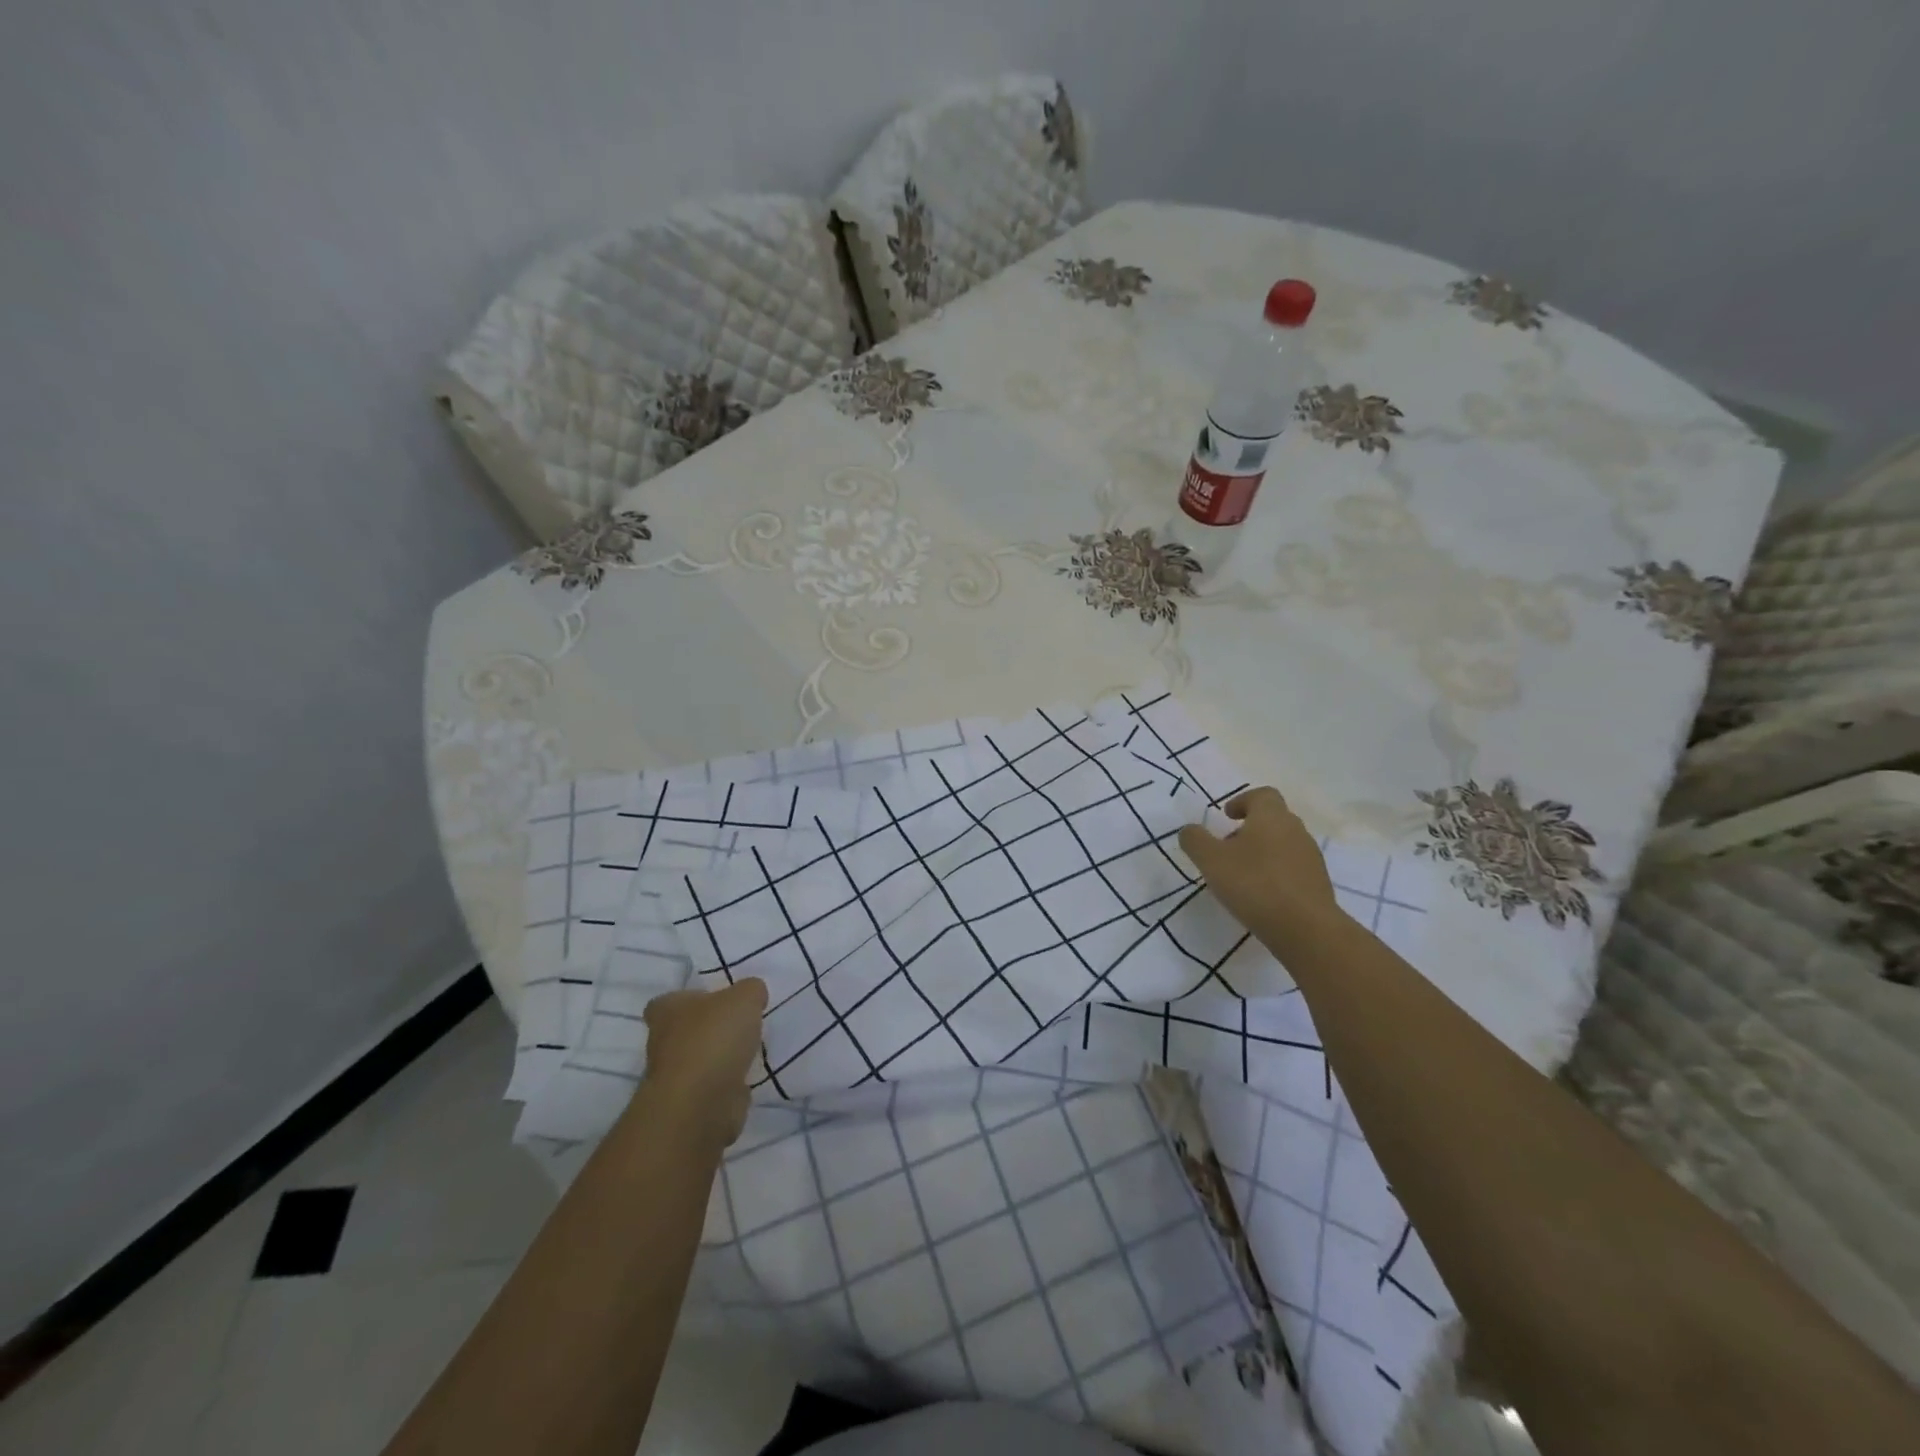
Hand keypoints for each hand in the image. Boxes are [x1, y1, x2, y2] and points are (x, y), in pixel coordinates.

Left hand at [639, 977, 766, 1149]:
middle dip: (707, 1030)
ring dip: (717, 1059)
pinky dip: (725, 1085)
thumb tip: (752, 994)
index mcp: (667, 1010)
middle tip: (739, 1025)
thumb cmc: (714, 1039)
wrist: (700, 1103)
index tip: (713, 1002)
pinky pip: (710, 1088)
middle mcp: (662, 1042)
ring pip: (697, 1061)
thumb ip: (751, 990)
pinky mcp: (688, 1105)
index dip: (687, 1000)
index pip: (666, 1002)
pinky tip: (746, 1079)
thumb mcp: (745, 998)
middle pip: (683, 1031)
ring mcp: (673, 1077)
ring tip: (748, 1051)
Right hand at [1178, 787, 1338, 941]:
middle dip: (1249, 829)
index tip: (1227, 816)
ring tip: (1241, 876)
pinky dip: (1276, 874)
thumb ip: (1195, 840)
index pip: (1262, 795)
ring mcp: (1310, 858)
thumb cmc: (1254, 884)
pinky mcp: (1318, 884)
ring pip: (1283, 845)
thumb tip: (1189, 830)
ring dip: (1262, 852)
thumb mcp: (1211, 860)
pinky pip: (1292, 869)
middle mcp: (1296, 830)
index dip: (1243, 801)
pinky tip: (1261, 896)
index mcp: (1271, 817)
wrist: (1306, 929)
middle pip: (1273, 819)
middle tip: (1227, 848)